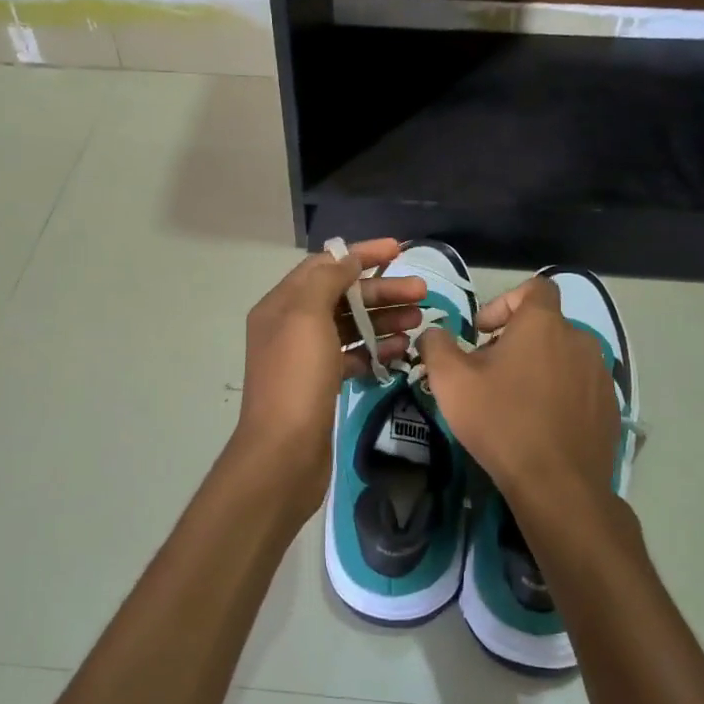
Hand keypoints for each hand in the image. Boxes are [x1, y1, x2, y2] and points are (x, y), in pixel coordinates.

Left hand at [233, 239, 428, 504]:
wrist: (283, 453)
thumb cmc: (296, 379)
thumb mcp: (307, 317)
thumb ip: (327, 280)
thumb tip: (346, 258)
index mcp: (281, 305)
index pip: (324, 265)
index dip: (361, 254)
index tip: (400, 250)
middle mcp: (291, 326)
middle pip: (342, 296)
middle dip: (381, 291)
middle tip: (422, 293)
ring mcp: (306, 357)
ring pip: (350, 326)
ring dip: (384, 319)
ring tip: (419, 321)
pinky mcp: (321, 385)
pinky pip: (352, 356)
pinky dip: (375, 349)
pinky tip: (402, 349)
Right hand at [420, 276, 620, 527]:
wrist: (557, 485)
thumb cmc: (501, 421)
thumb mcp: (451, 381)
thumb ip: (436, 345)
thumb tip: (434, 333)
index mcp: (544, 324)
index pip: (535, 288)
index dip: (505, 301)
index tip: (482, 332)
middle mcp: (580, 339)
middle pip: (546, 326)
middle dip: (516, 341)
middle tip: (488, 372)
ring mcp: (600, 375)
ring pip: (564, 357)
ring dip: (539, 368)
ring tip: (514, 400)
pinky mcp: (610, 408)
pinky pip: (580, 388)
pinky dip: (560, 394)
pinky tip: (540, 424)